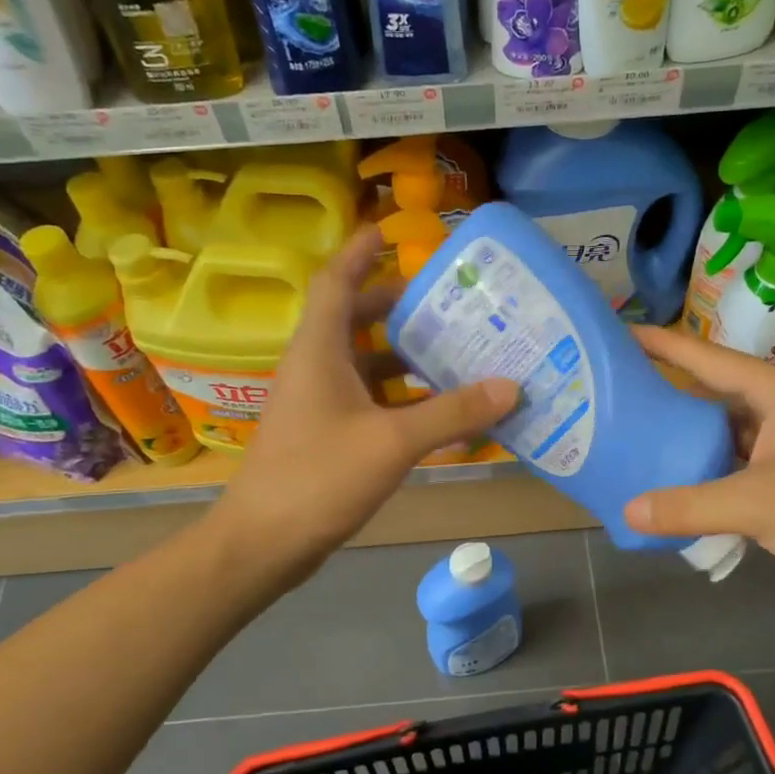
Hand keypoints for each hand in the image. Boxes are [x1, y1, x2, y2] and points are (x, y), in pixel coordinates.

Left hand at [207, 228, 518, 595]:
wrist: (263, 543)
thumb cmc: (318, 478)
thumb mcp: (392, 442)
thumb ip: (451, 413)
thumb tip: (511, 387)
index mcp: (319, 350)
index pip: (336, 281)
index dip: (360, 252)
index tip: (390, 230)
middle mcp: (315, 367)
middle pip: (355, 320)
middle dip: (397, 306)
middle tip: (447, 301)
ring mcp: (318, 403)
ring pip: (364, 364)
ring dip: (404, 356)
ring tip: (455, 351)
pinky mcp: (324, 434)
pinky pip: (368, 400)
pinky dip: (400, 398)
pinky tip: (436, 410)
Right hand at [623, 326, 774, 608]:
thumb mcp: (757, 505)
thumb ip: (689, 506)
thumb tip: (627, 511)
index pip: (708, 359)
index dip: (663, 345)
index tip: (620, 335)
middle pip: (712, 394)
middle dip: (667, 393)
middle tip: (615, 395)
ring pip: (723, 432)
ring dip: (685, 439)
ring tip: (633, 440)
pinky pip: (735, 464)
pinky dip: (706, 472)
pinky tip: (674, 485)